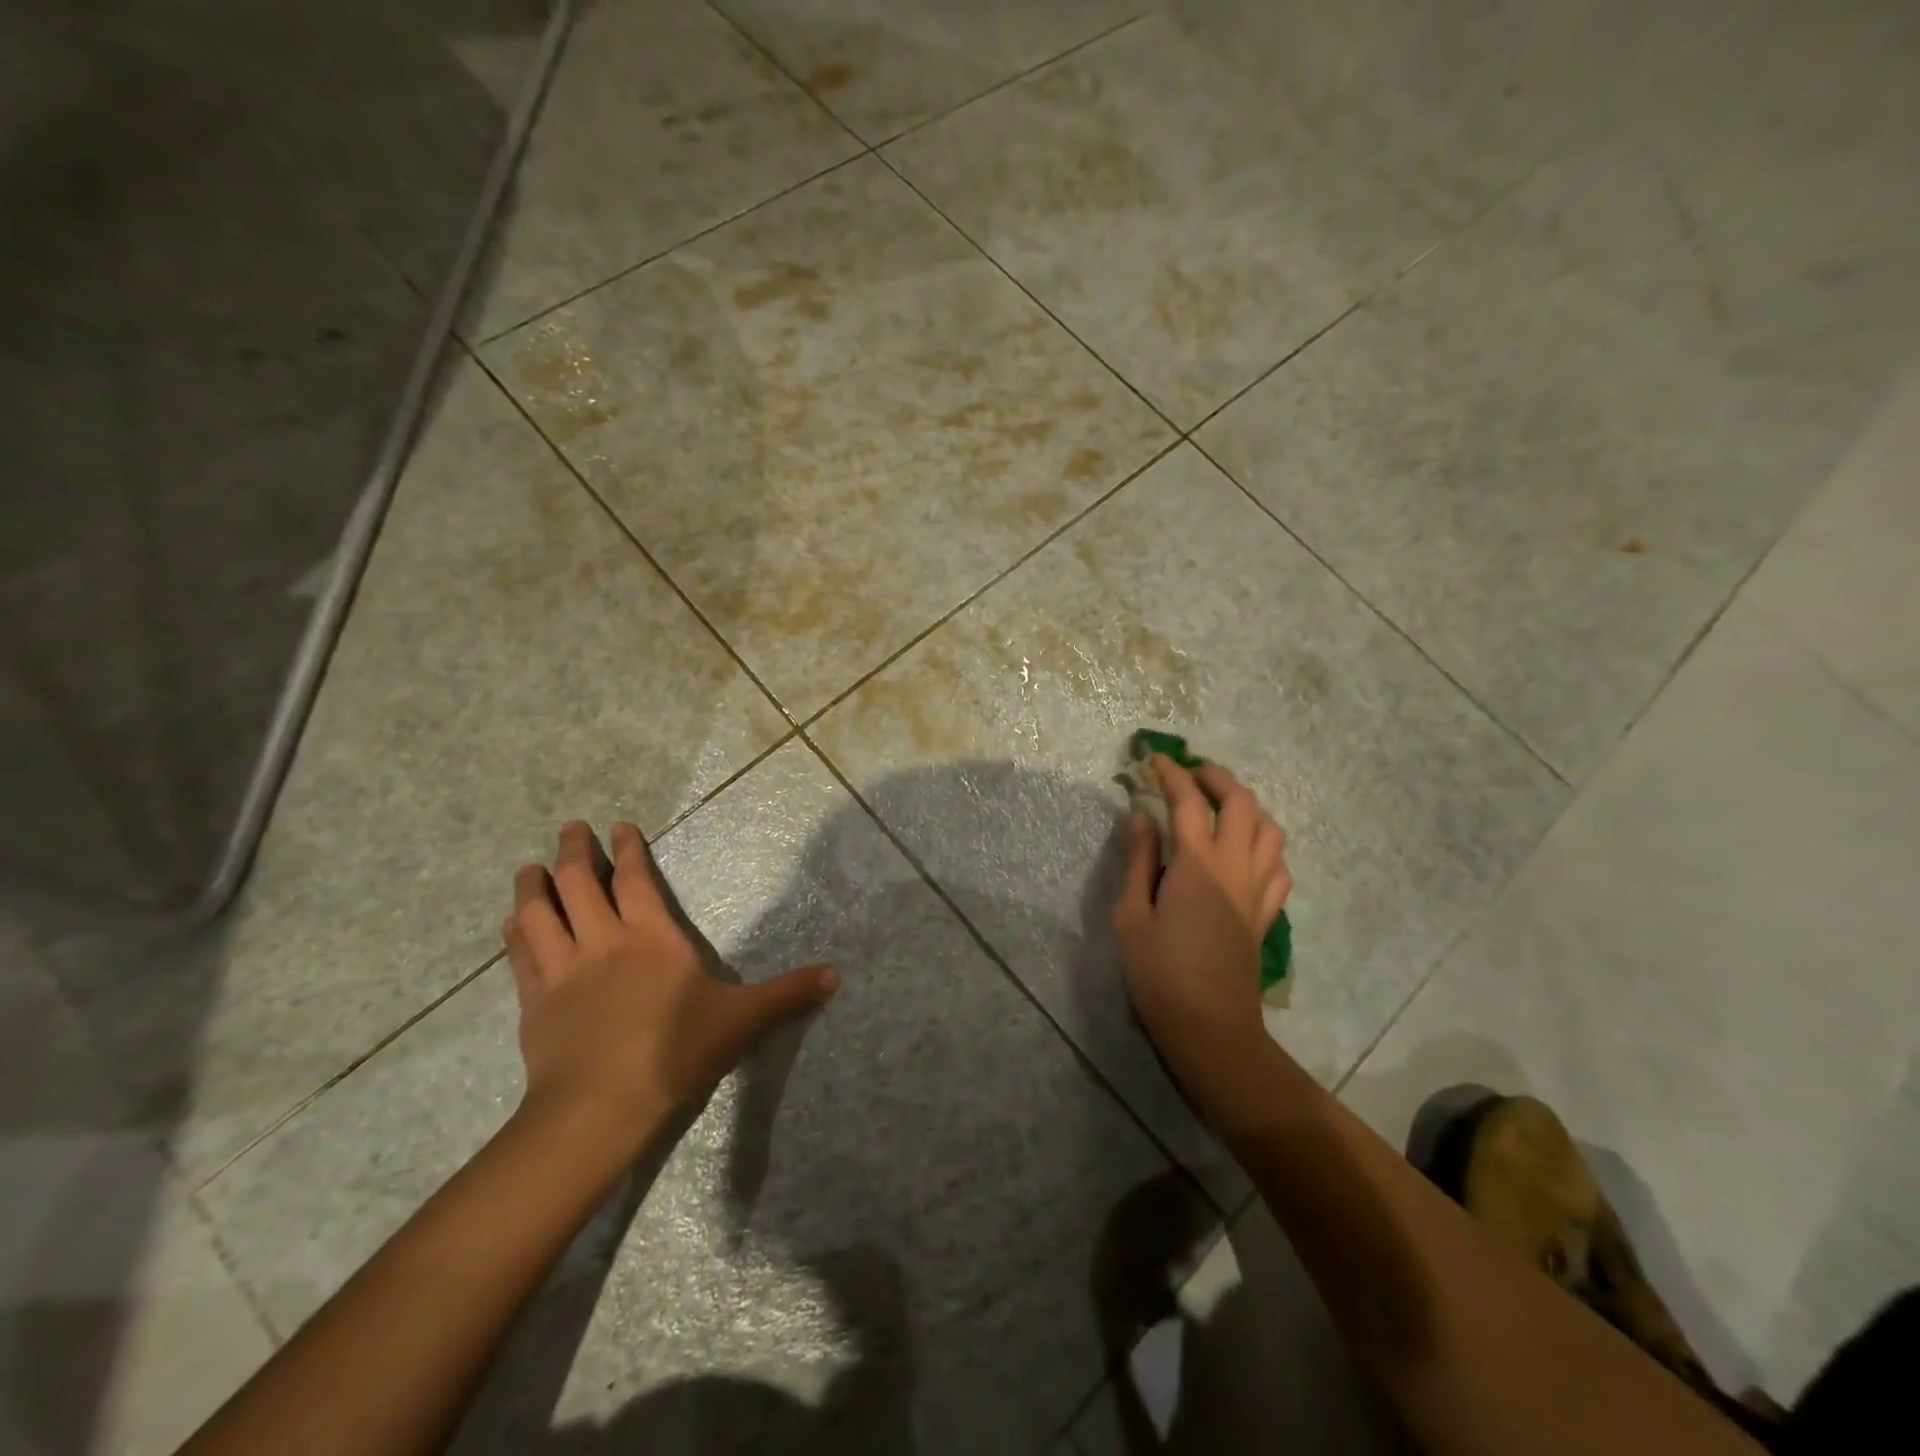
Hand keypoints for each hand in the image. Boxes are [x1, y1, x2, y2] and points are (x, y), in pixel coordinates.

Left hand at [502, 820, 838, 1156]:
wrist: (600, 1108)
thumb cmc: (675, 1053)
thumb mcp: (742, 1021)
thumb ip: (787, 994)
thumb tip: (837, 975)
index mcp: (651, 938)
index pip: (634, 881)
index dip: (627, 851)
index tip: (618, 826)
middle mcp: (603, 942)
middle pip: (578, 884)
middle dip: (574, 851)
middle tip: (571, 828)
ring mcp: (563, 971)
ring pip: (539, 914)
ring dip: (533, 886)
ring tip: (529, 867)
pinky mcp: (535, 1003)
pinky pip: (521, 957)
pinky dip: (516, 934)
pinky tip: (511, 924)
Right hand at [1111, 757, 1290, 1119]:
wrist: (1210, 1027)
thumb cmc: (1159, 972)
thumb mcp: (1130, 914)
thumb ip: (1138, 861)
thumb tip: (1141, 817)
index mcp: (1198, 864)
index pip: (1188, 801)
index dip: (1172, 774)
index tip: (1154, 759)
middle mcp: (1236, 866)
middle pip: (1241, 803)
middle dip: (1217, 777)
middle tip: (1191, 773)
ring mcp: (1259, 889)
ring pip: (1270, 828)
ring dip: (1247, 806)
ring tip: (1220, 805)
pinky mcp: (1268, 912)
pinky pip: (1279, 864)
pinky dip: (1264, 844)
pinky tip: (1244, 850)